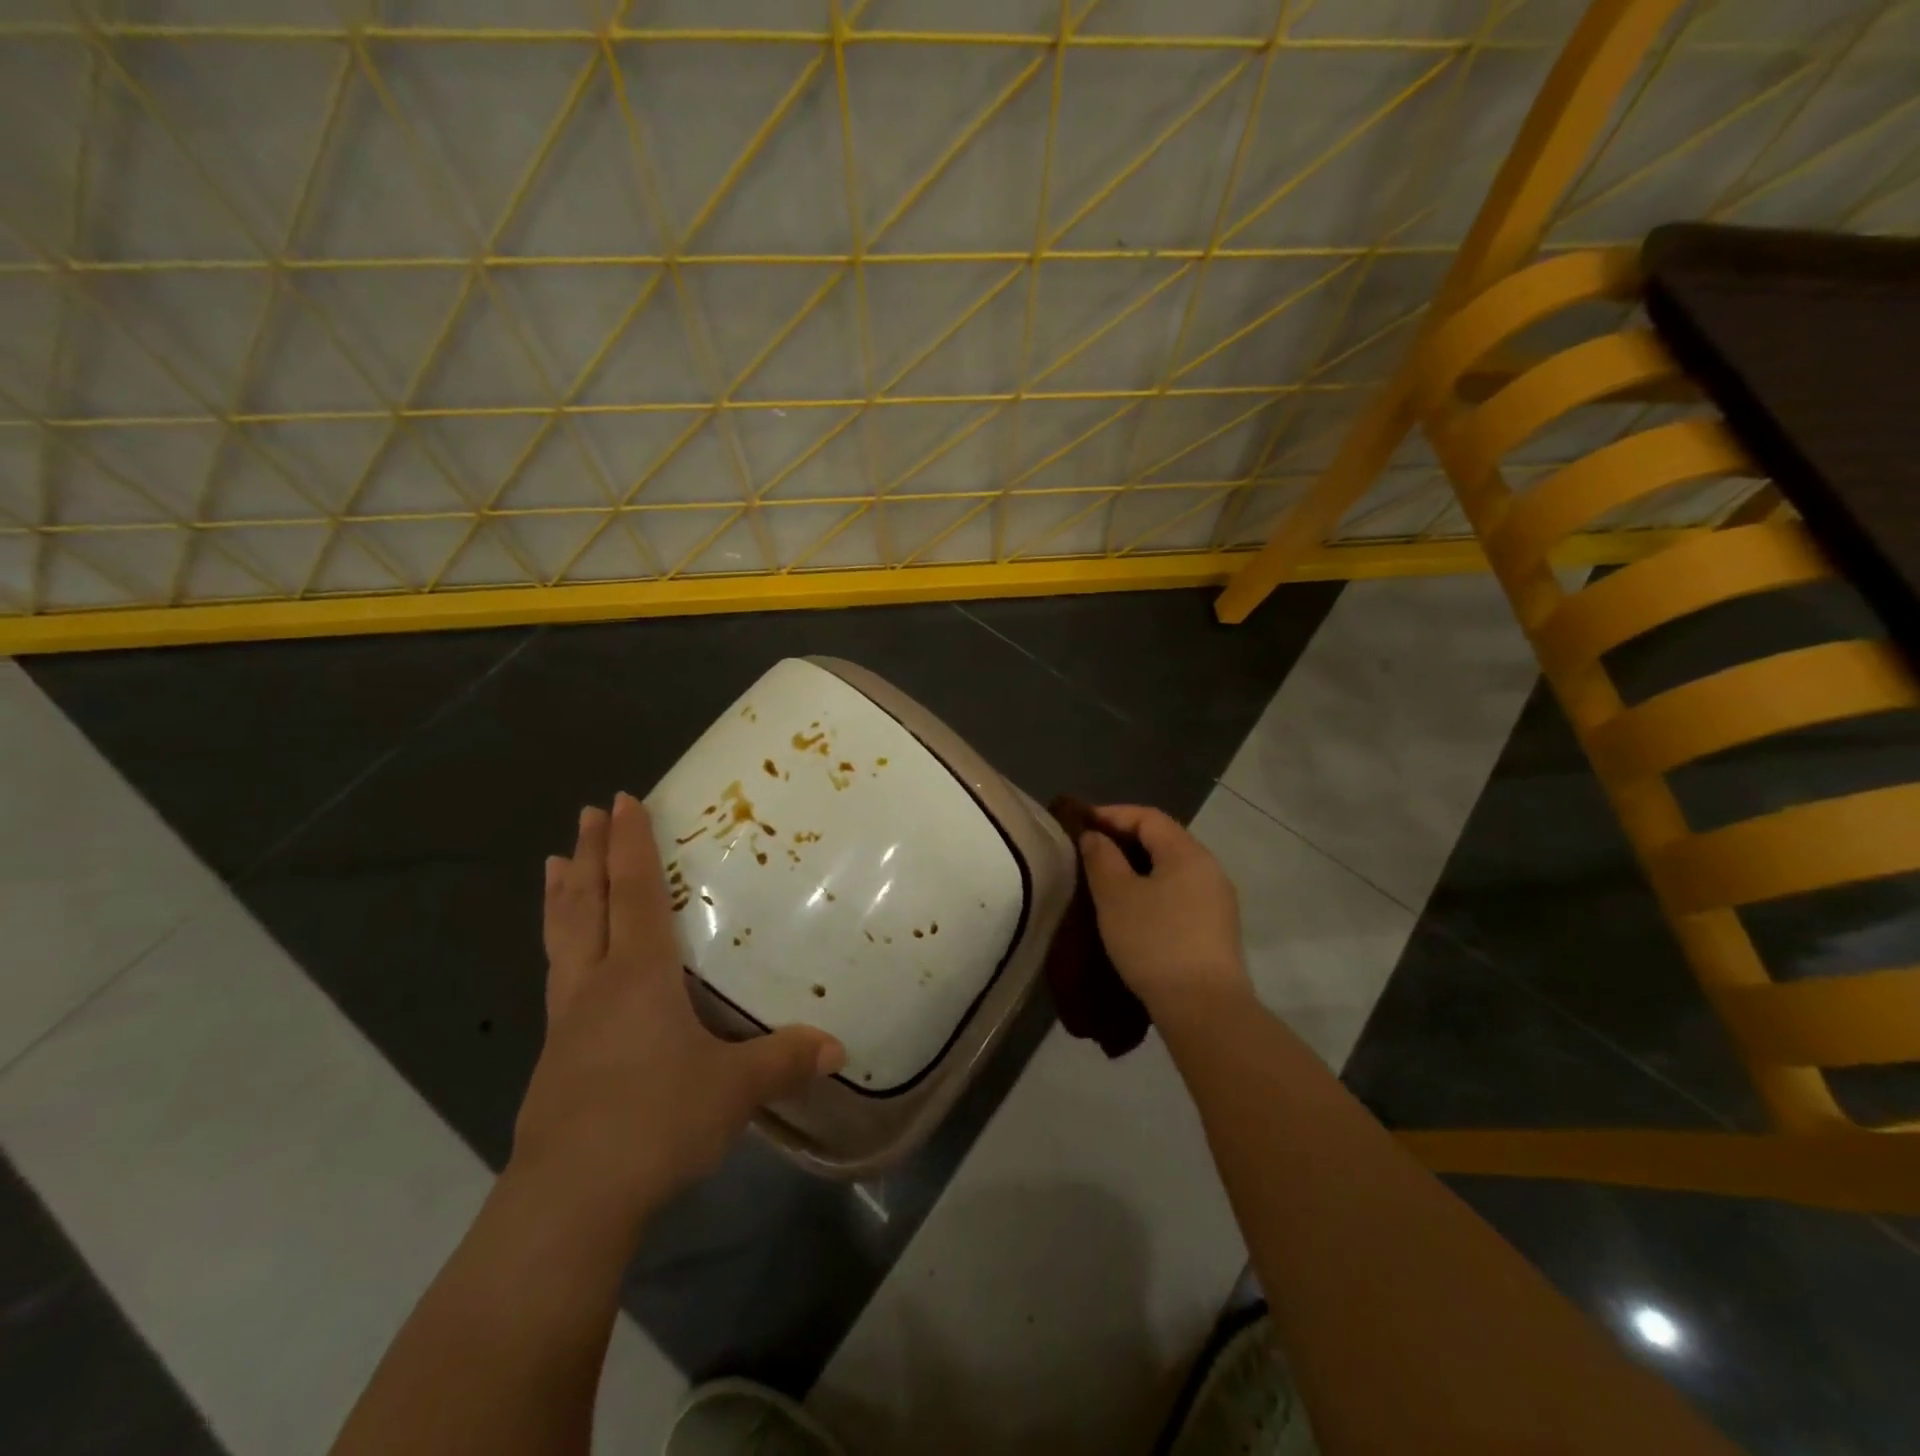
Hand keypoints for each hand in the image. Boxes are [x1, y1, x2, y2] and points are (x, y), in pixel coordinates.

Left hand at [513, 793, 844, 1223]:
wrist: (570, 1201)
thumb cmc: (655, 1122)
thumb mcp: (734, 1090)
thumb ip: (784, 1061)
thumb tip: (837, 1047)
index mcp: (638, 976)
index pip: (635, 893)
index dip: (631, 845)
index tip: (621, 800)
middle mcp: (596, 986)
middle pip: (588, 904)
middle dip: (591, 855)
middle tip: (586, 814)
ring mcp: (568, 1023)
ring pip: (562, 940)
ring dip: (563, 897)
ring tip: (555, 864)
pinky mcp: (556, 1060)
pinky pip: (559, 981)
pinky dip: (560, 948)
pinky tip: (571, 968)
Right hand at [1078, 804, 1251, 1018]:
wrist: (1204, 1008)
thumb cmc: (1155, 942)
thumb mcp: (1115, 896)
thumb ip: (1101, 858)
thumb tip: (1095, 836)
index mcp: (1188, 853)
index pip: (1148, 817)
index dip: (1112, 814)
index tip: (1080, 824)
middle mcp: (1209, 869)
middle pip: (1163, 840)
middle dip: (1124, 840)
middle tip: (1088, 851)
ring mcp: (1217, 901)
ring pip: (1171, 870)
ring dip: (1137, 868)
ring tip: (1105, 880)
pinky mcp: (1216, 929)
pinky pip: (1179, 894)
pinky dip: (1152, 891)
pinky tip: (1132, 910)